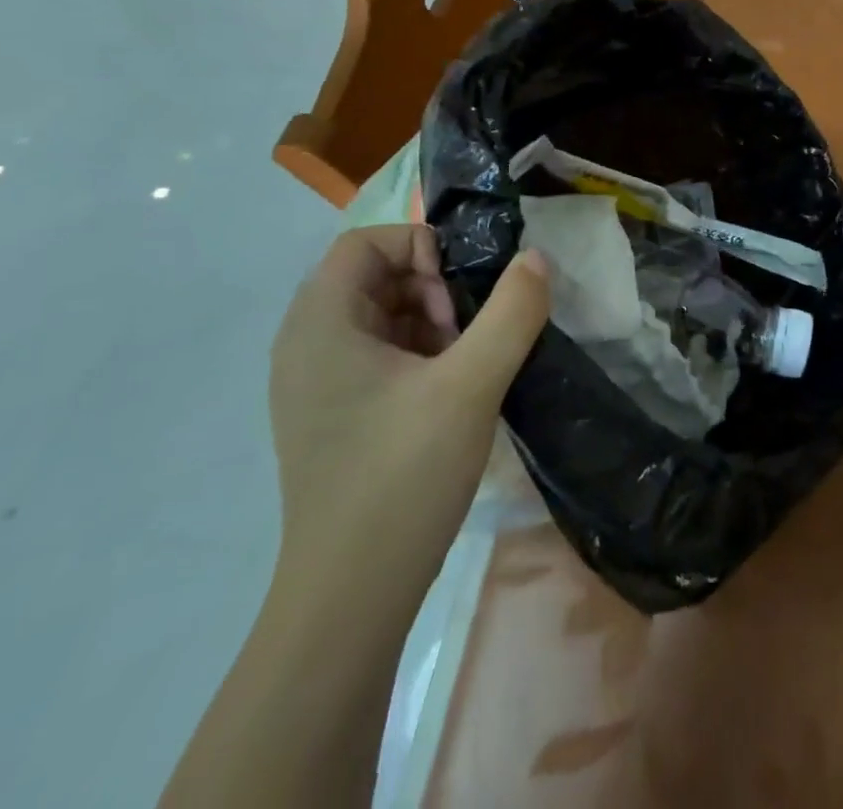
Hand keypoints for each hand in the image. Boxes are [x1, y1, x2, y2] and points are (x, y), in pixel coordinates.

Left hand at [268, 226, 549, 609]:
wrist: (351, 599)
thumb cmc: (402, 476)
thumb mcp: (471, 385)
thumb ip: (512, 312)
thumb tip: (536, 257)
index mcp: (320, 325)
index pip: (365, 243)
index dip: (419, 249)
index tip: (459, 295)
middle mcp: (306, 346)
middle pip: (375, 277)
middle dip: (432, 290)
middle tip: (467, 335)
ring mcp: (316, 386)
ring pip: (382, 318)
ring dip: (432, 324)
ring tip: (465, 367)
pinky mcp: (334, 418)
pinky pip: (380, 357)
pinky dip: (420, 357)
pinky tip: (452, 395)